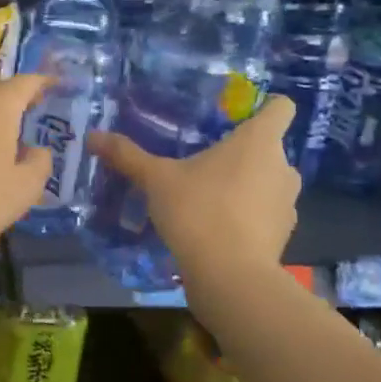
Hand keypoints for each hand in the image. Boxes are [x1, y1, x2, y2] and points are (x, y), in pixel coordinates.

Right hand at [89, 94, 300, 282]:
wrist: (230, 275)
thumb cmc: (198, 211)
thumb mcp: (156, 179)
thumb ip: (127, 155)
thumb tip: (92, 136)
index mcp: (258, 141)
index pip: (281, 107)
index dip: (263, 106)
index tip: (235, 116)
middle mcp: (282, 166)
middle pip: (268, 146)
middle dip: (241, 152)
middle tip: (203, 160)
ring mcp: (288, 202)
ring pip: (268, 180)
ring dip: (245, 183)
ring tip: (208, 195)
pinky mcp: (284, 233)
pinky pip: (265, 211)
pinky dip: (248, 214)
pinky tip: (218, 226)